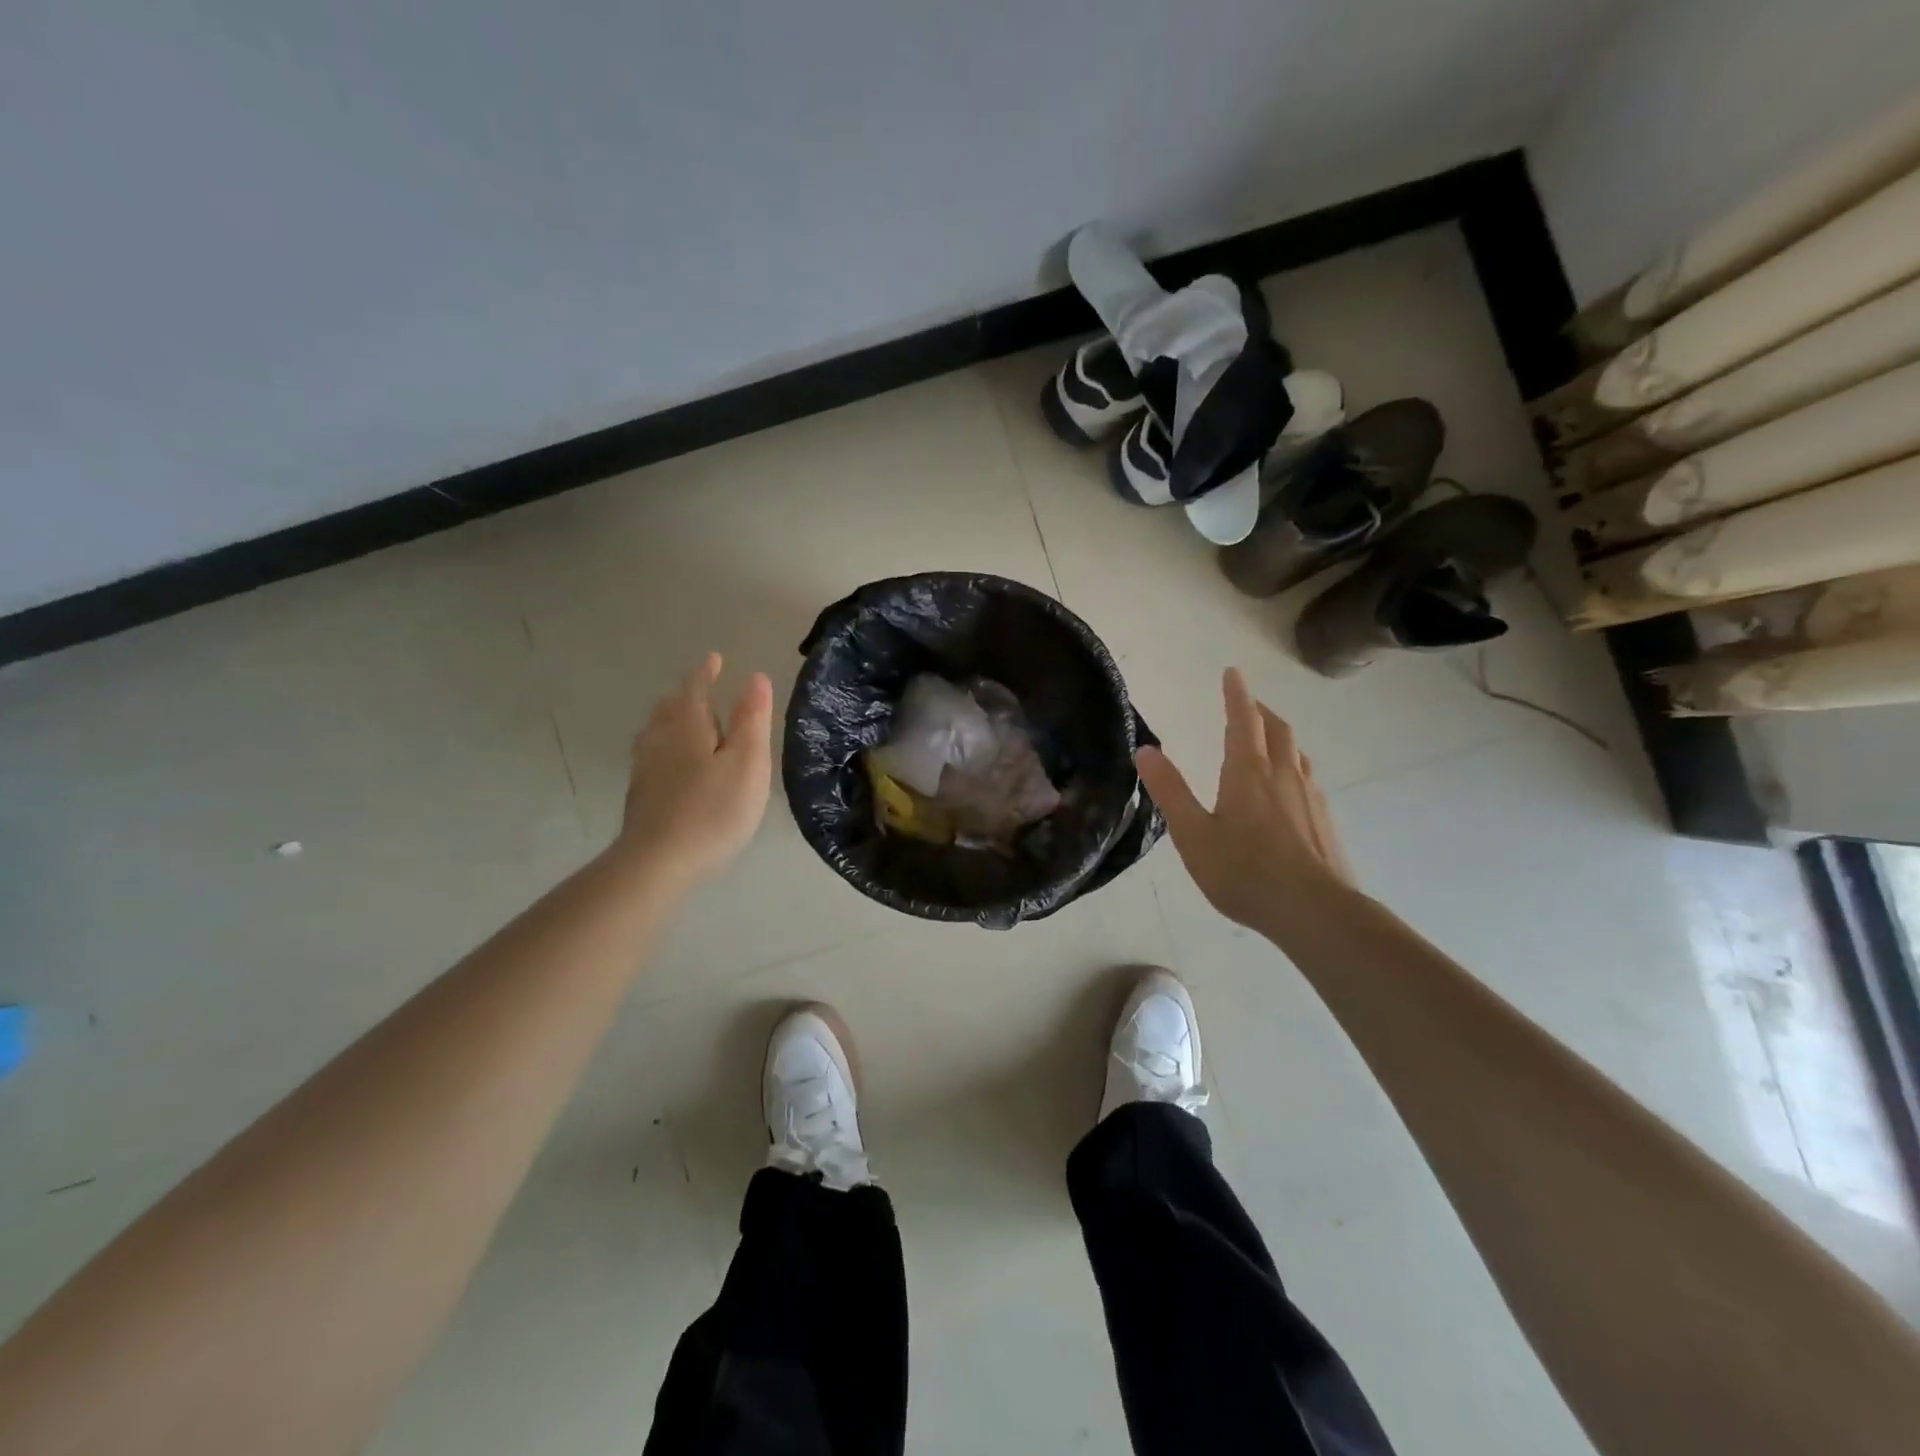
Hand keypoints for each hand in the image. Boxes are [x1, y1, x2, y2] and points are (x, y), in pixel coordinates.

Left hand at [617, 653, 773, 884]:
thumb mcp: (747, 763)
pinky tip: (668, 763)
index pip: (696, 690)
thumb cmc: (713, 809)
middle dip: (686, 695)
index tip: (714, 658)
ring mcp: (645, 769)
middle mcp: (661, 741)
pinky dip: (663, 746)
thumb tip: (755, 678)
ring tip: (681, 720)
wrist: (659, 862)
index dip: (706, 673)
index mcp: (689, 728)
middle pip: (671, 708)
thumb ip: (751, 720)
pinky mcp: (640, 796)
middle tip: (700, 688)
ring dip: (670, 719)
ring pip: (656, 732)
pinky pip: (651, 756)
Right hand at [1135, 668, 1353, 933]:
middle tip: (1247, 703)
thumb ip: (1169, 791)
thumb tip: (1145, 750)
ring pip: (1297, 752)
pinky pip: (1308, 778)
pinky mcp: (1324, 821)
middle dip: (1260, 711)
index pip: (1243, 720)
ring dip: (1280, 736)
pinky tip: (1290, 787)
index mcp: (1248, 772)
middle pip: (1276, 730)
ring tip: (1268, 738)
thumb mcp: (1193, 833)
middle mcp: (1283, 775)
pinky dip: (1294, 765)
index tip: (1233, 673)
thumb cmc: (1244, 871)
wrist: (1314, 911)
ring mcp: (1310, 797)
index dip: (1236, 695)